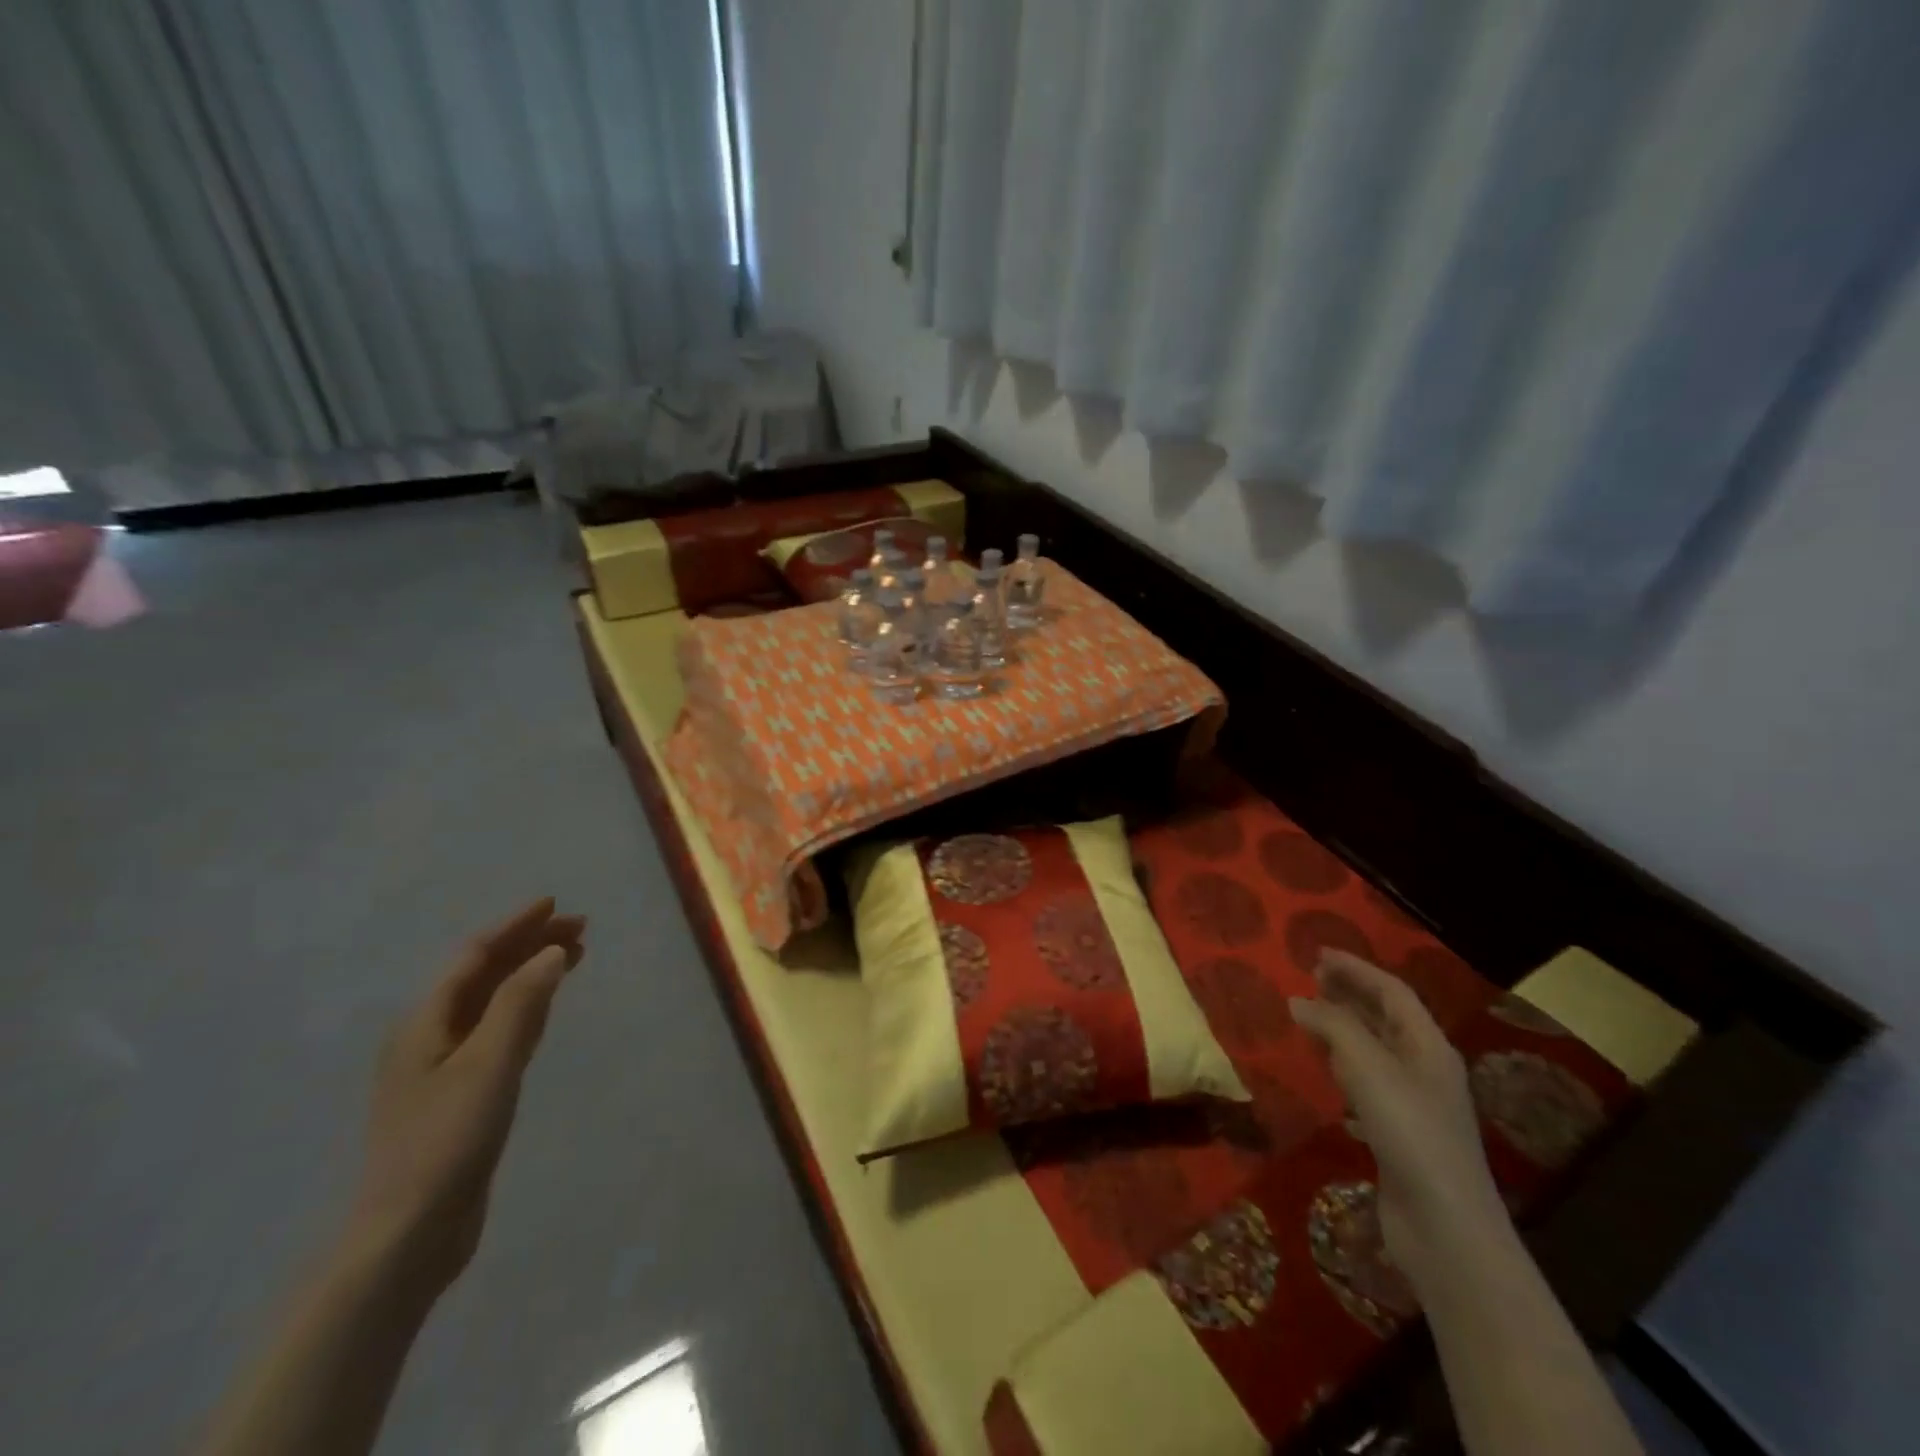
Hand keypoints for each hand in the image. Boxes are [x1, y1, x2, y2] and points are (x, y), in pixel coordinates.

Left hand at [344, 898, 584, 1295]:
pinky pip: (498, 1032)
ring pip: (493, 1003)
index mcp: (425, 1023)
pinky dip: (526, 1009)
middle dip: (529, 947)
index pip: (475, 956)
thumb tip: (551, 952)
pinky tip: (544, 1010)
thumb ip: (521, 1003)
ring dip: (531, 975)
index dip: (515, 927)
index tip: (556, 905)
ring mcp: (444, 1068)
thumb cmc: (446, 1140)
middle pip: (484, 976)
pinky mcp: (462, 1095)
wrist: (409, 1235)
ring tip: (572, 957)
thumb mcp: (489, 1064)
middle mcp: (430, 1037)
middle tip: (581, 930)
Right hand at [1290, 949, 1506, 1282]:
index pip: (1391, 991)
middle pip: (1386, 1017)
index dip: (1356, 968)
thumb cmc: (1410, 1133)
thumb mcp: (1369, 1068)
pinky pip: (1367, 1081)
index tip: (1317, 953)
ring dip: (1344, 1026)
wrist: (1445, 1229)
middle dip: (1350, 993)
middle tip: (1311, 977)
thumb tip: (1299, 1000)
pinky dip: (1343, 1063)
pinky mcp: (1398, 1132)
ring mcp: (1414, 1102)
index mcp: (1428, 1045)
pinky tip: (1326, 1069)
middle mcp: (1425, 1067)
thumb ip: (1333, 1027)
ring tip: (1310, 1014)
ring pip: (1375, 1048)